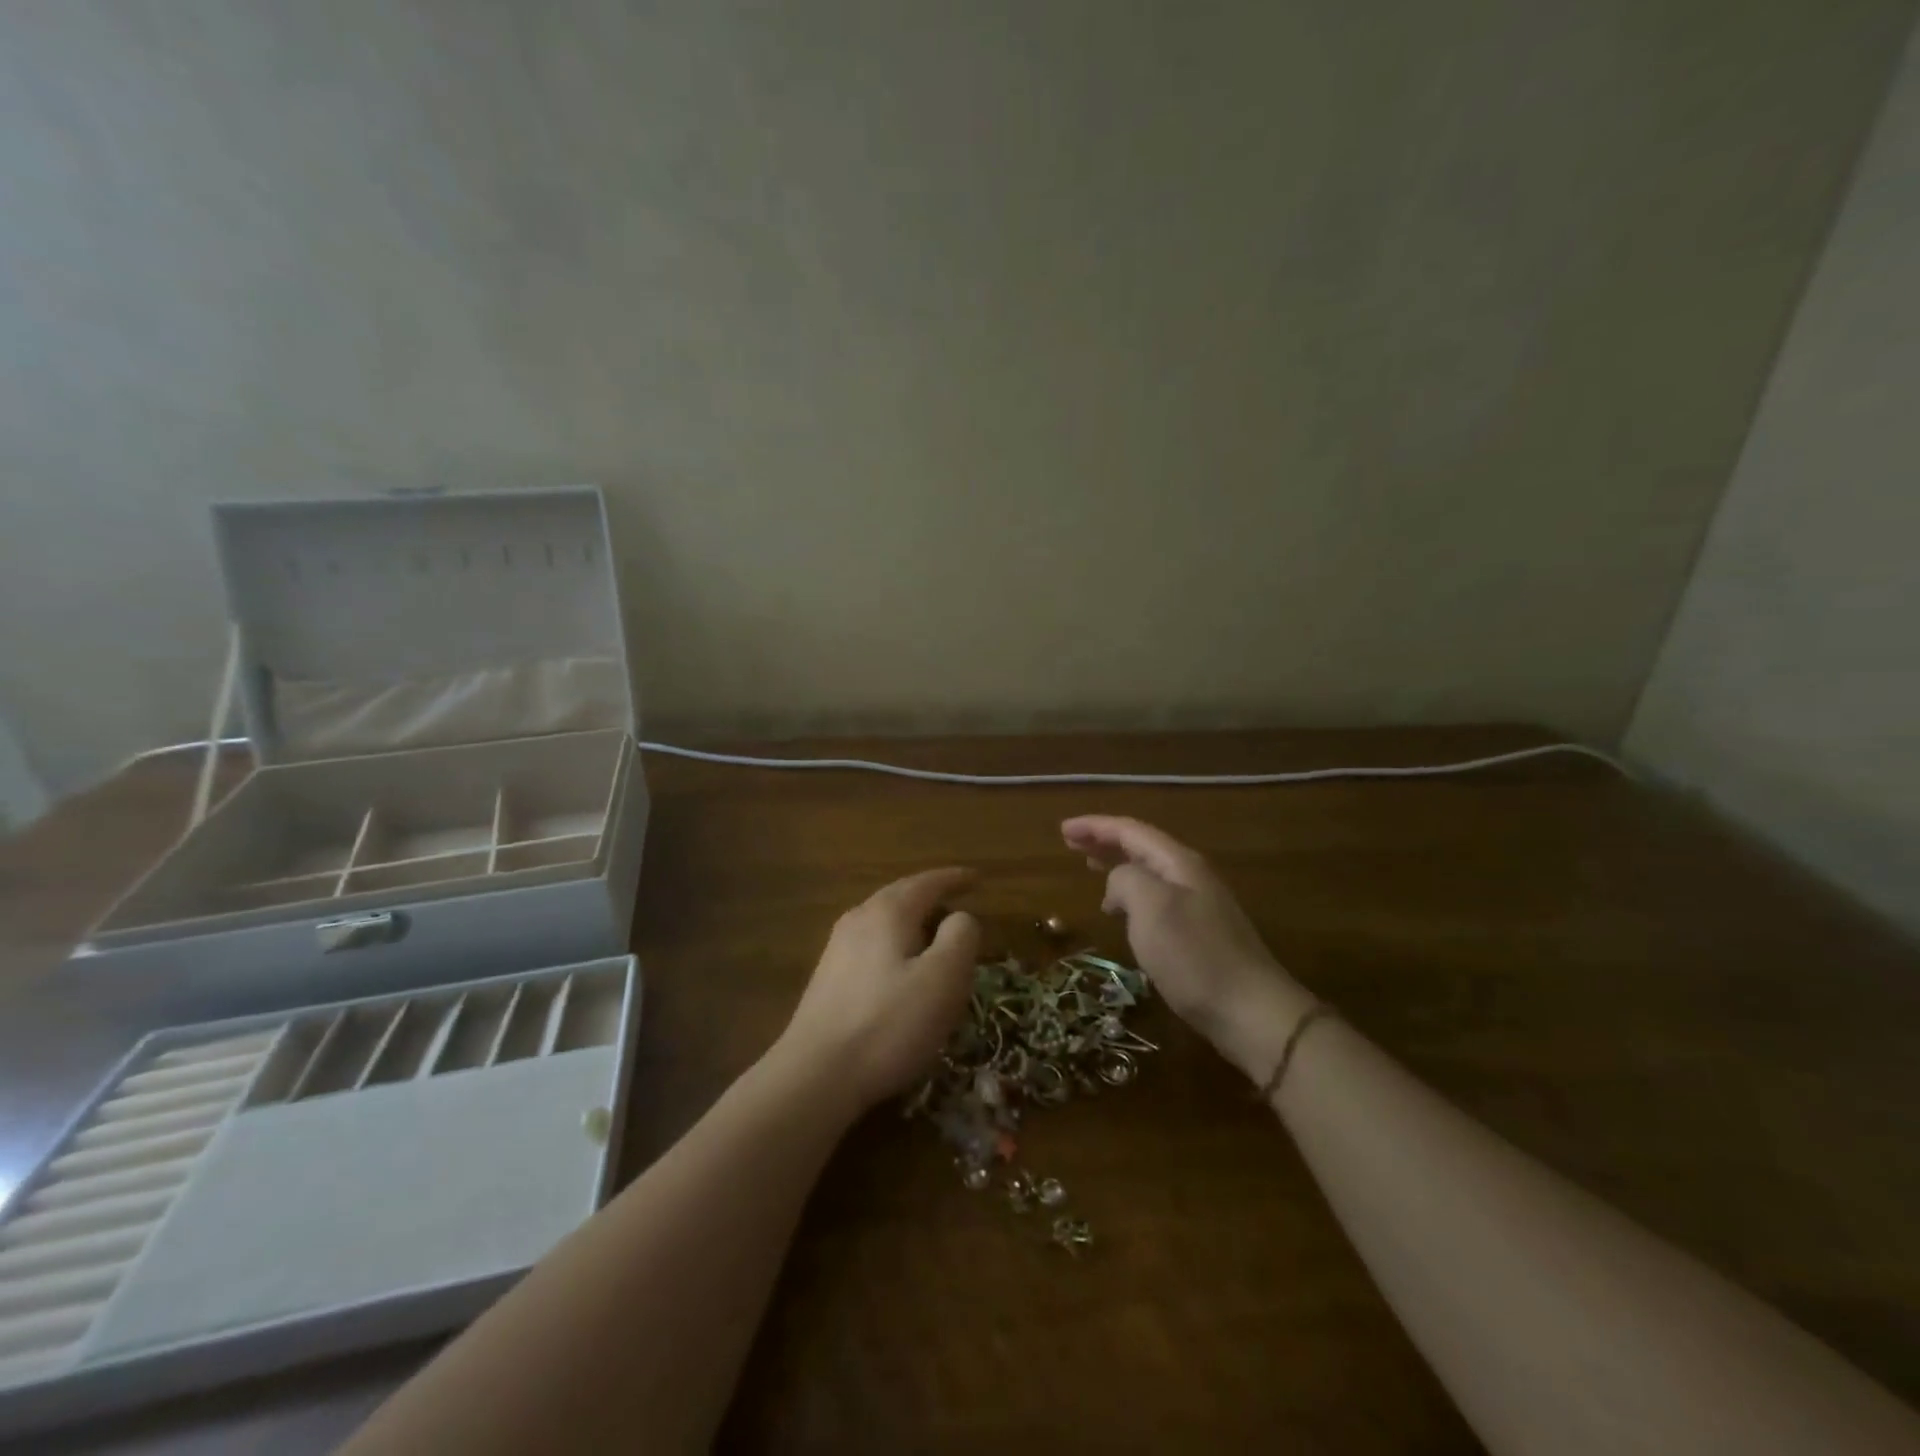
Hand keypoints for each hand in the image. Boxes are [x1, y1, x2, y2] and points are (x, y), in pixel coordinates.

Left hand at [778, 867, 981, 1111]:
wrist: (816, 1075)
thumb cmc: (889, 1023)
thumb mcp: (943, 979)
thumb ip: (960, 938)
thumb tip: (960, 917)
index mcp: (888, 912)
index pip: (927, 882)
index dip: (955, 879)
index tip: (978, 878)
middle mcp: (858, 919)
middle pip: (900, 896)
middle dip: (931, 895)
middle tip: (958, 902)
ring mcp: (837, 949)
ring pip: (882, 921)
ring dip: (911, 920)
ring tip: (933, 934)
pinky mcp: (827, 979)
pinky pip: (870, 944)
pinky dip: (894, 944)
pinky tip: (900, 968)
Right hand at [1061, 816, 1313, 1082]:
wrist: (1250, 1011)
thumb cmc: (1194, 955)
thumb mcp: (1151, 907)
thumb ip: (1125, 880)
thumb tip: (1117, 884)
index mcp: (1179, 863)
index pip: (1131, 831)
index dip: (1095, 826)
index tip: (1063, 830)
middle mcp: (1190, 876)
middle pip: (1141, 847)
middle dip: (1105, 841)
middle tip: (1071, 844)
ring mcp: (1199, 905)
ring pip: (1149, 873)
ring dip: (1117, 866)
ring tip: (1091, 869)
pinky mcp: (1199, 934)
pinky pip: (1156, 899)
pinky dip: (1131, 895)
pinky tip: (1122, 912)